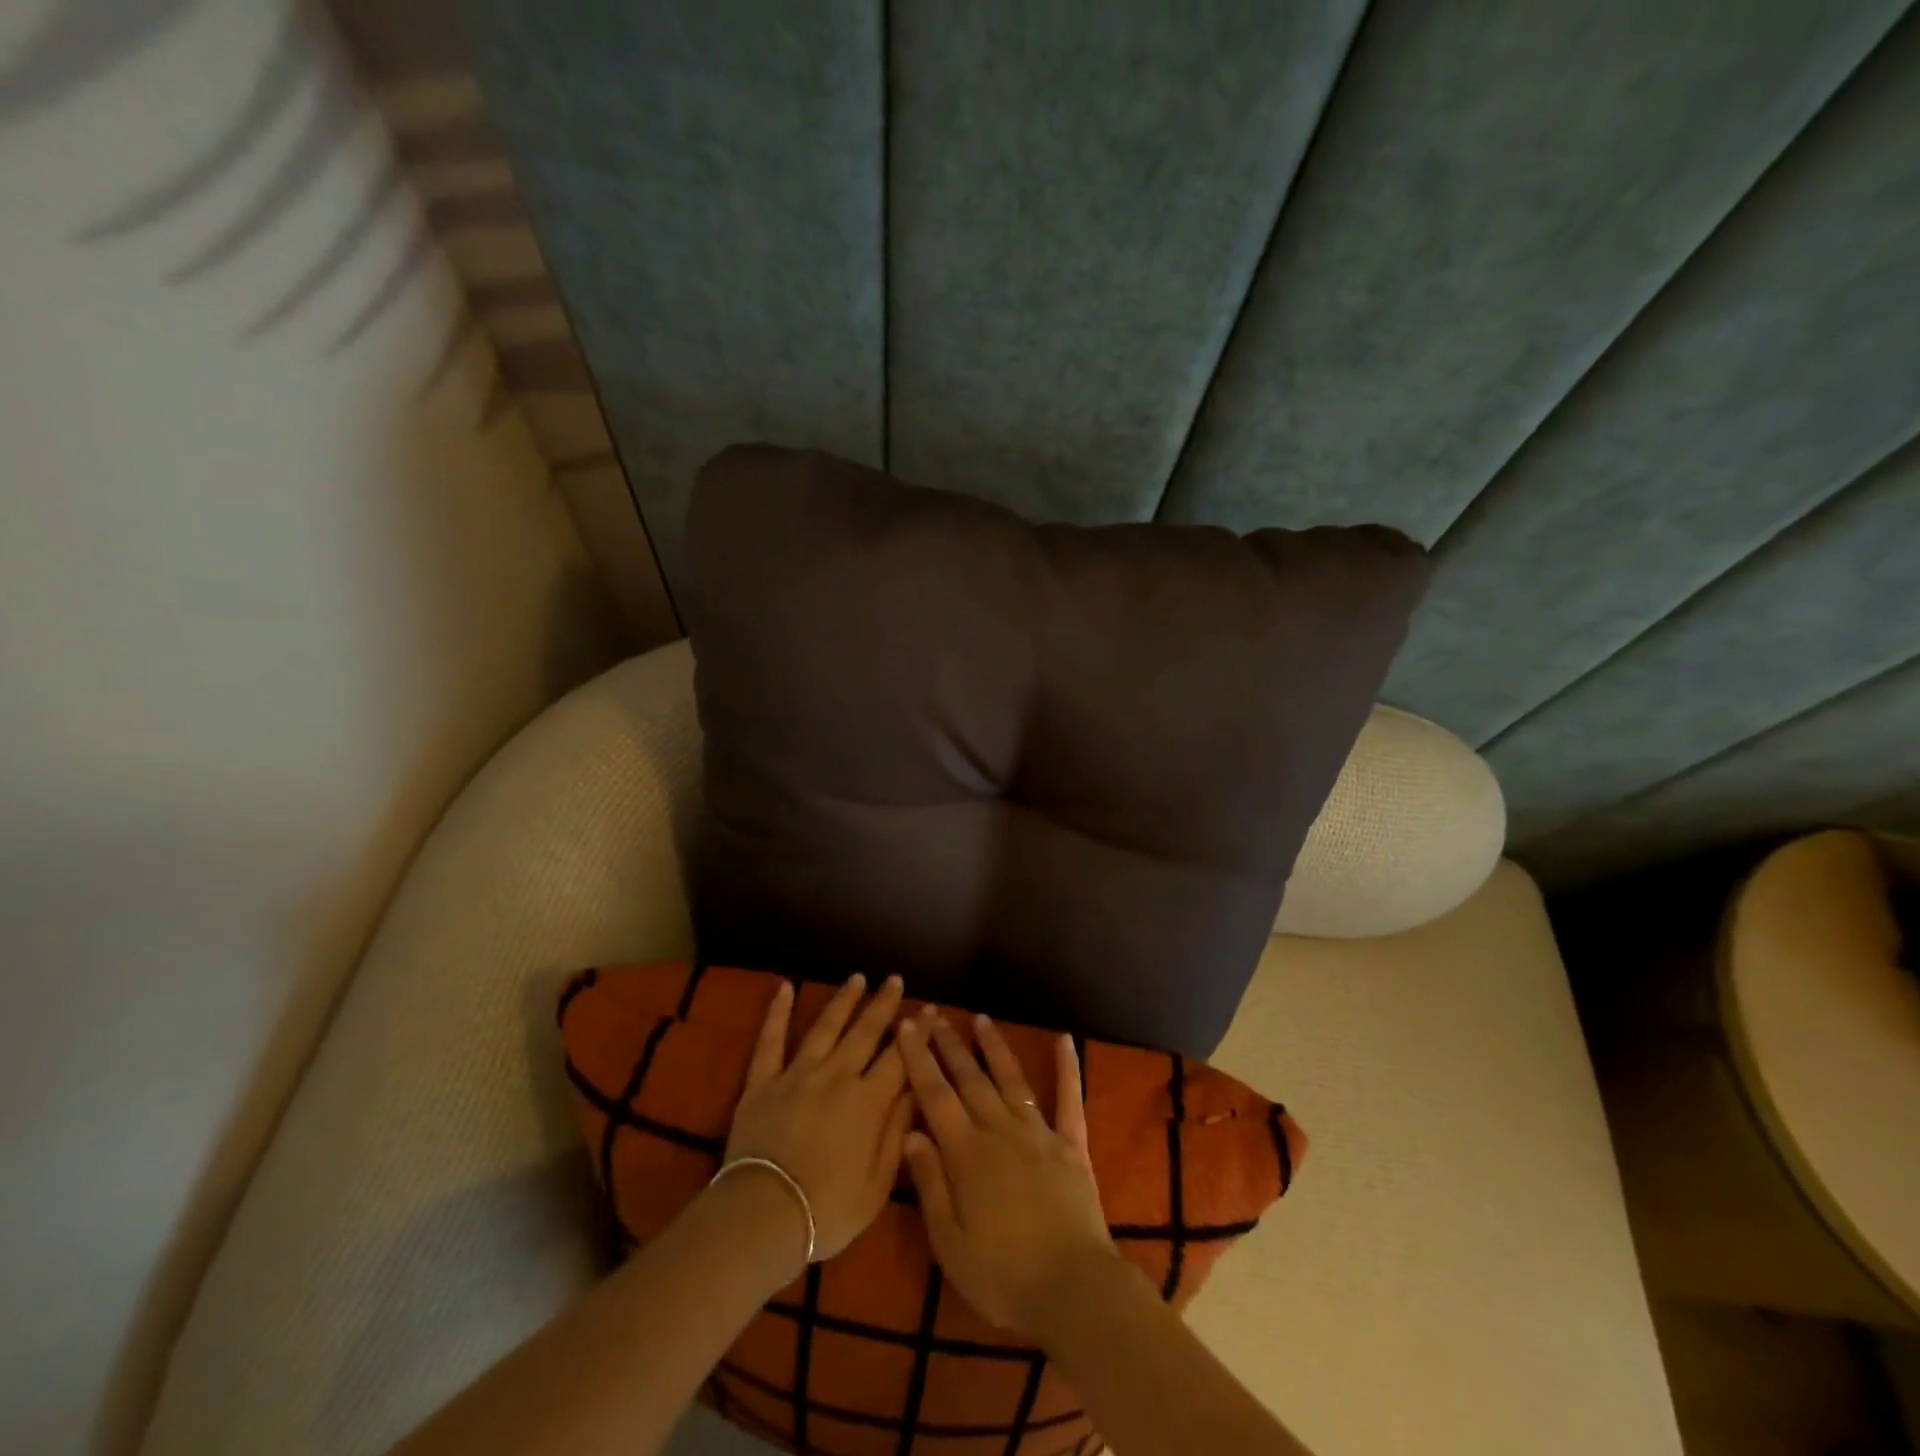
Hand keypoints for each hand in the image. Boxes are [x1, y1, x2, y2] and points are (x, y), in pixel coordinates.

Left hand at [722, 974, 912, 1266]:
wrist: (761, 1217)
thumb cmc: (827, 1210)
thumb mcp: (877, 1185)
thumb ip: (897, 1133)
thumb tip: (916, 1091)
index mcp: (868, 1101)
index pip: (901, 1058)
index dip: (918, 1033)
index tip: (930, 1010)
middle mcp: (836, 1076)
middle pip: (865, 1031)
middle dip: (883, 1003)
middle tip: (894, 979)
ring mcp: (797, 1074)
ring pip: (825, 1027)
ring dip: (843, 1000)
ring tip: (857, 978)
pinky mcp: (763, 1083)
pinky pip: (770, 1041)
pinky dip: (777, 1013)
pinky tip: (784, 988)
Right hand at [897, 1010, 1121, 1335]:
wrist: (1074, 1290)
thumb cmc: (1002, 1276)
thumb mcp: (950, 1243)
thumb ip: (930, 1184)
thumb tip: (911, 1133)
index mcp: (966, 1153)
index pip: (935, 1095)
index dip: (919, 1059)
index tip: (908, 1026)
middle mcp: (999, 1130)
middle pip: (969, 1078)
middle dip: (949, 1044)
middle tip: (934, 1014)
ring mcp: (1038, 1132)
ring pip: (1011, 1078)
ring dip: (994, 1046)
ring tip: (981, 1018)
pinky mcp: (1071, 1144)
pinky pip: (1069, 1099)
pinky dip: (1067, 1067)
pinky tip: (1065, 1039)